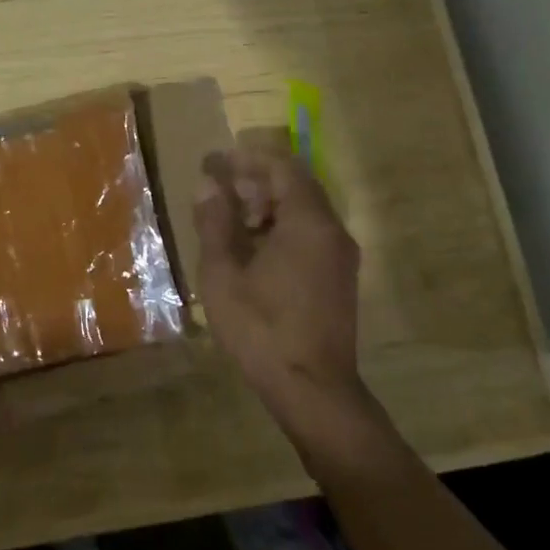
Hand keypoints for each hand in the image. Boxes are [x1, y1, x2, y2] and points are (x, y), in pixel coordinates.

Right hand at [192, 147, 366, 434]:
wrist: (313, 390)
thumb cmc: (262, 328)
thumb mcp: (224, 273)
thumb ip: (215, 222)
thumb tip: (208, 184)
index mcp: (308, 222)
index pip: (281, 167)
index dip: (245, 159)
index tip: (213, 163)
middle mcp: (332, 230)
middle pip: (296, 184)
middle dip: (255, 180)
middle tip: (218, 188)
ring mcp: (341, 255)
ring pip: (304, 209)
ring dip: (268, 204)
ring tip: (230, 219)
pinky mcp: (340, 276)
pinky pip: (311, 233)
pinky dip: (282, 226)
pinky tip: (253, 248)